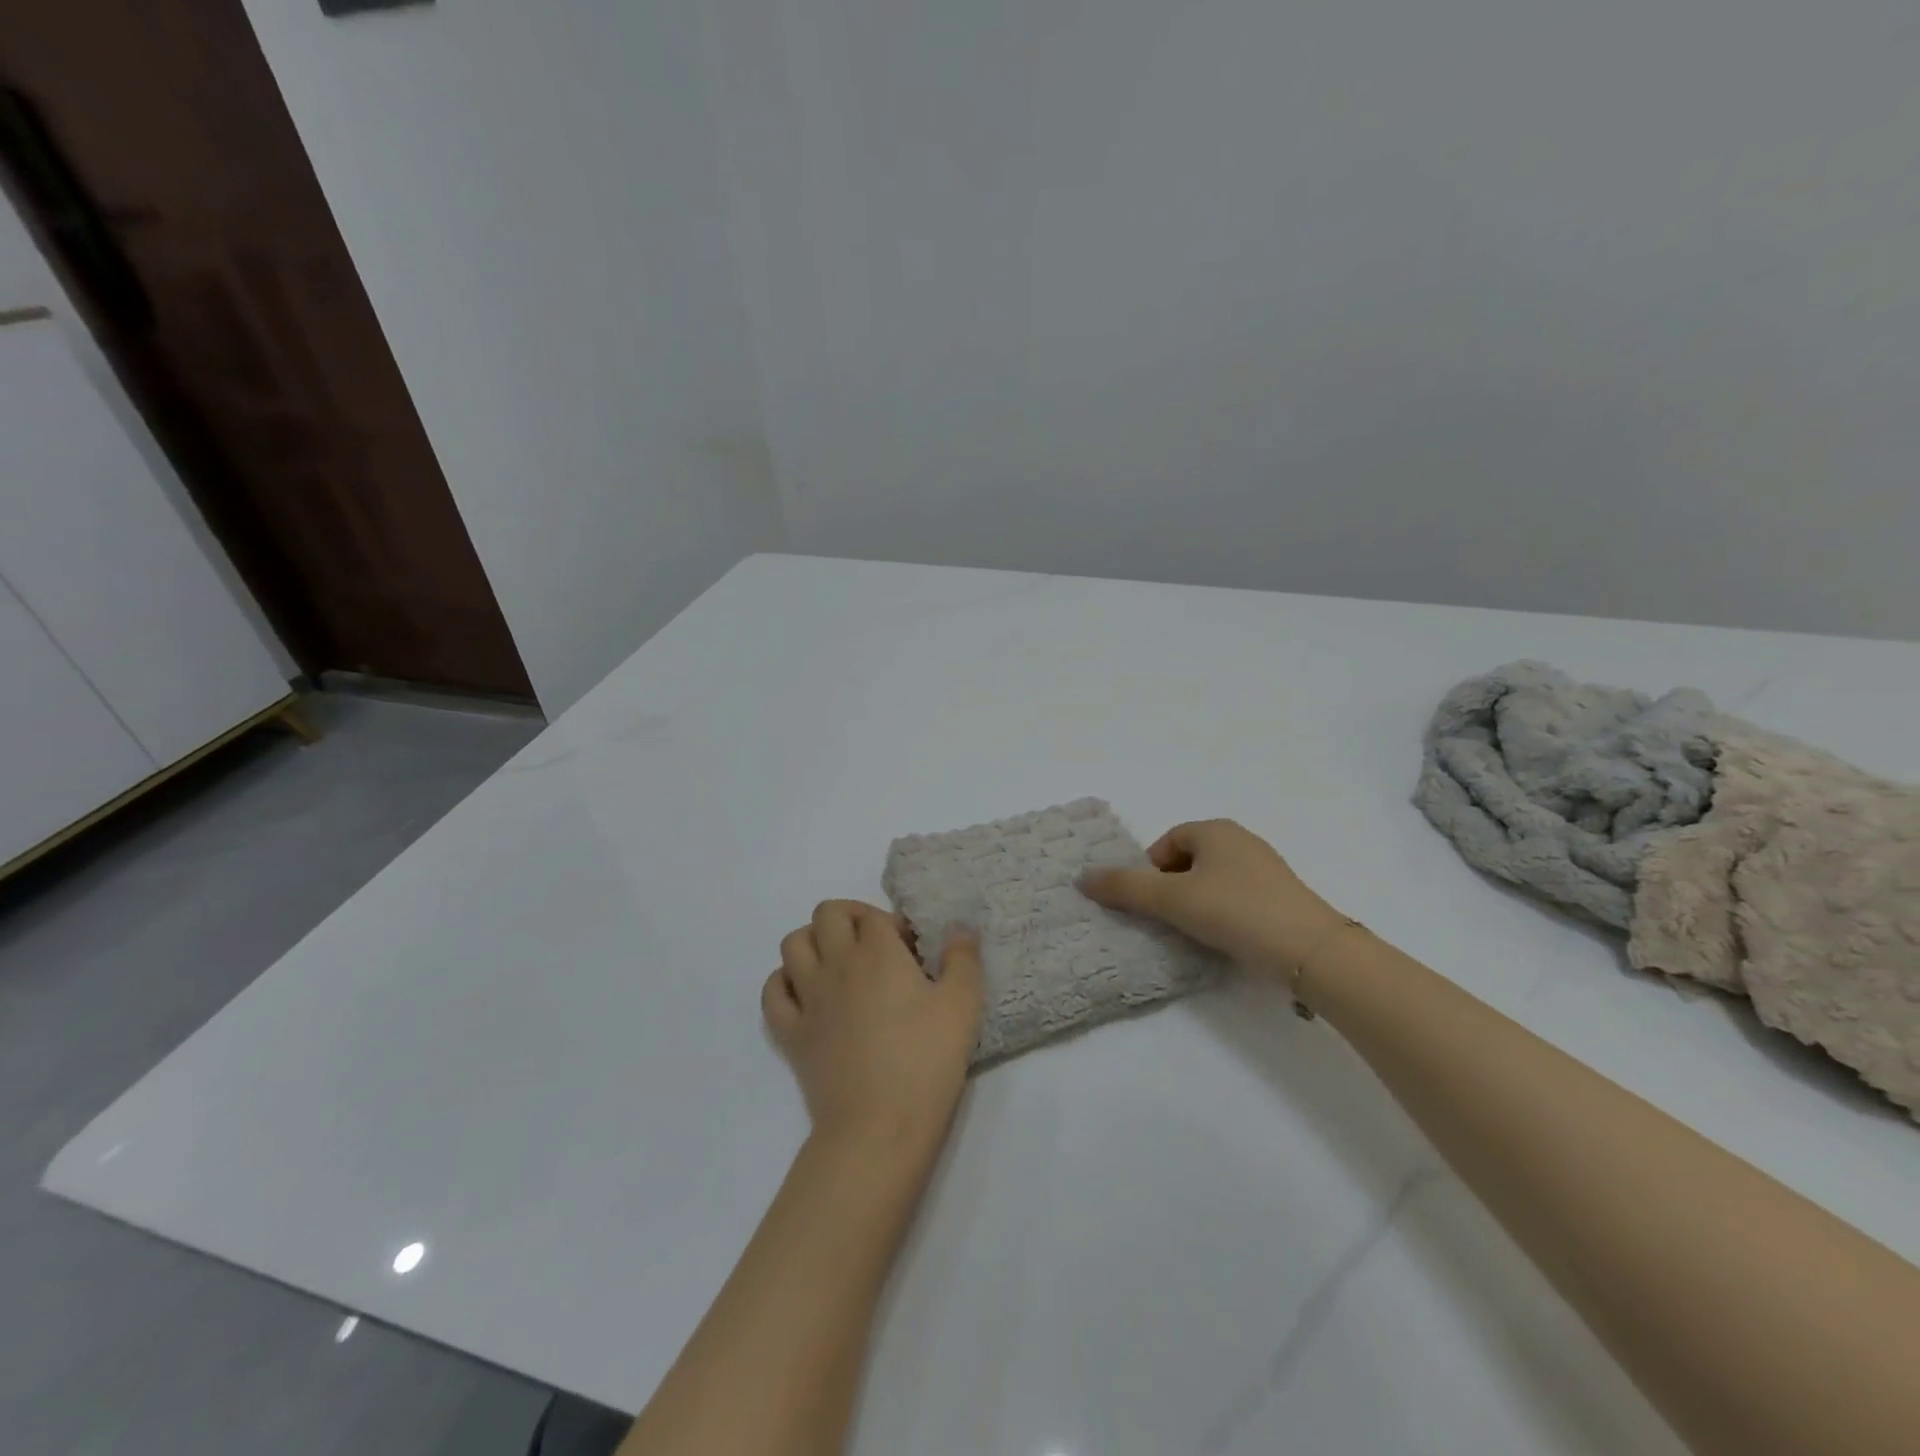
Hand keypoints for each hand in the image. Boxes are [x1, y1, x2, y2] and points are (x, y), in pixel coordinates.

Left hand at [763, 901, 984, 1155]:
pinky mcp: (790, 1032)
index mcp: (878, 952)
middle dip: (851, 919)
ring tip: (840, 965)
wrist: (878, 1127)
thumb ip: (963, 959)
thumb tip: (960, 927)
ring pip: (793, 944)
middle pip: (827, 914)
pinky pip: (773, 990)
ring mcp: (808, 997)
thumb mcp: (963, 1006)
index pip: (875, 916)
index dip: (895, 926)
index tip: (912, 954)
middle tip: (875, 948)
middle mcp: (836, 963)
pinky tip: (809, 996)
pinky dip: (786, 982)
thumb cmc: (926, 1062)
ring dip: (814, 942)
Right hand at [1080, 819, 1347, 975]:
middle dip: (1171, 888)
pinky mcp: (1281, 896)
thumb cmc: (1234, 911)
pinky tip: (1224, 938)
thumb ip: (1125, 888)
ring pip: (1212, 881)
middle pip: (1187, 861)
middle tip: (1168, 919)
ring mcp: (1265, 867)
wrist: (1310, 950)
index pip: (1166, 843)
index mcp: (1214, 829)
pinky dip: (1222, 914)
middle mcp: (1240, 840)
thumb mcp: (1171, 900)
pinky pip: (1237, 897)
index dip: (1149, 872)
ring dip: (1196, 903)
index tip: (1150, 904)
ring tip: (1194, 932)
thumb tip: (1082, 878)